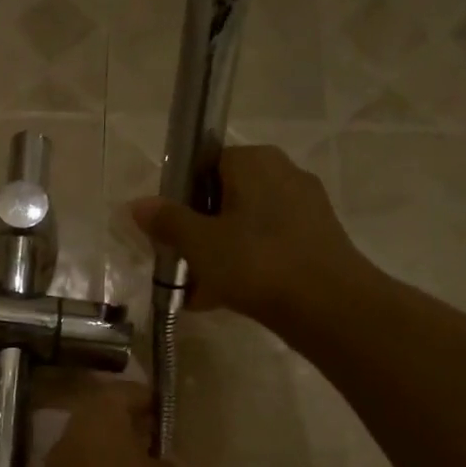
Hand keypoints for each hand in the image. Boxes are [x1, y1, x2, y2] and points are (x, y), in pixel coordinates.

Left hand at [44, 382, 190, 466]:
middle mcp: (68, 440)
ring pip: (90, 454)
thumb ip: (166, 462)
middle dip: (129, 429)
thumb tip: (155, 461)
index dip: (144, 398)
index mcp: (95, 421)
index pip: (118, 393)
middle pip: (100, 423)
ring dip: (117, 459)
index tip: (165, 409)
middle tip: (160, 442)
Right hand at [129, 145, 374, 326]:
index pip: (206, 164)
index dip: (182, 197)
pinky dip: (247, 266)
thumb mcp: (199, 243)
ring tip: (198, 292)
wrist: (328, 305)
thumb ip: (167, 221)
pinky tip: (227, 299)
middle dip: (200, 232)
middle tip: (181, 264)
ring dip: (220, 255)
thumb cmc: (256, 262)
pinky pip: (268, 246)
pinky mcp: (316, 239)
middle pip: (226, 198)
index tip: (169, 230)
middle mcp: (283, 173)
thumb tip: (137, 203)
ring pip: (246, 226)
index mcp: (254, 161)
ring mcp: (305, 208)